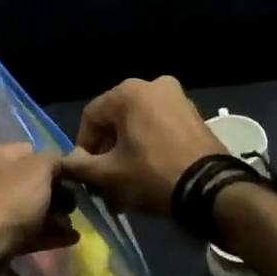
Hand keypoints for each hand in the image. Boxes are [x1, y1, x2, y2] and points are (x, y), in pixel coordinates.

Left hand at [0, 143, 77, 262]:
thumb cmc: (11, 198)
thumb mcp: (40, 168)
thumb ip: (56, 159)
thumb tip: (65, 160)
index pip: (32, 150)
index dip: (55, 161)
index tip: (75, 175)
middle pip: (32, 182)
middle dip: (58, 193)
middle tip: (76, 204)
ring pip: (31, 208)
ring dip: (55, 215)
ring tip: (75, 224)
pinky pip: (28, 231)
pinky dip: (49, 234)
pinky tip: (71, 239)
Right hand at [56, 76, 221, 215]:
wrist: (212, 191)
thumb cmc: (153, 175)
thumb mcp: (109, 175)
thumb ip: (80, 166)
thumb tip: (65, 162)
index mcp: (129, 91)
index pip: (91, 117)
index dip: (84, 148)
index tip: (86, 175)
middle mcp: (153, 85)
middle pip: (116, 121)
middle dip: (108, 153)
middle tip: (106, 183)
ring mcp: (178, 98)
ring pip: (138, 126)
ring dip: (128, 153)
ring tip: (126, 185)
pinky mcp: (194, 115)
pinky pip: (160, 128)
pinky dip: (150, 148)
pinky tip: (148, 175)